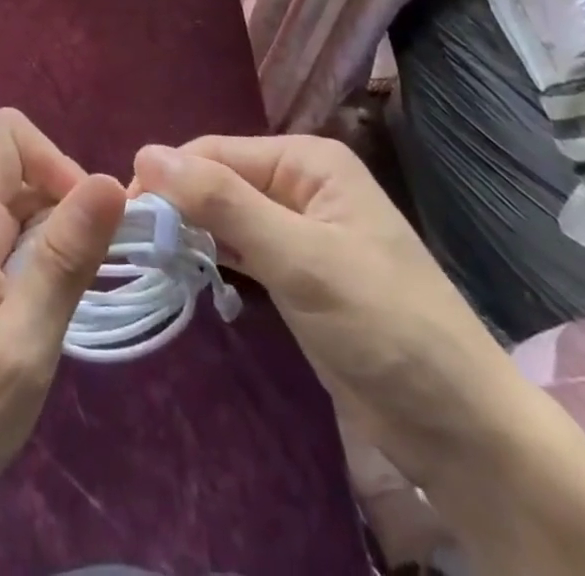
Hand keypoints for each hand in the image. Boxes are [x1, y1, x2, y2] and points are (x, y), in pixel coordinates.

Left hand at [0, 109, 125, 572]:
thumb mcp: (21, 350)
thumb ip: (63, 260)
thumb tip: (109, 181)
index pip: (11, 134)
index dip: (57, 164)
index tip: (83, 230)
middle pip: (16, 167)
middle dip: (61, 206)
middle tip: (77, 281)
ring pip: (9, 204)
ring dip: (47, 238)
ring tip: (53, 308)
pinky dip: (25, 260)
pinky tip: (26, 318)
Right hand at [132, 135, 503, 485]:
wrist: (463, 433)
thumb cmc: (384, 327)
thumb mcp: (299, 258)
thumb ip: (222, 202)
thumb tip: (146, 152)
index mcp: (308, 161)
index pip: (216, 152)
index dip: (168, 178)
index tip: (121, 217)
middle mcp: (301, 184)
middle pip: (219, 180)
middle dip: (177, 206)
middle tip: (130, 245)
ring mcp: (300, 230)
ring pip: (226, 215)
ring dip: (190, 232)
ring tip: (145, 258)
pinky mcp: (298, 274)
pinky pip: (241, 248)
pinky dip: (213, 257)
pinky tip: (184, 272)